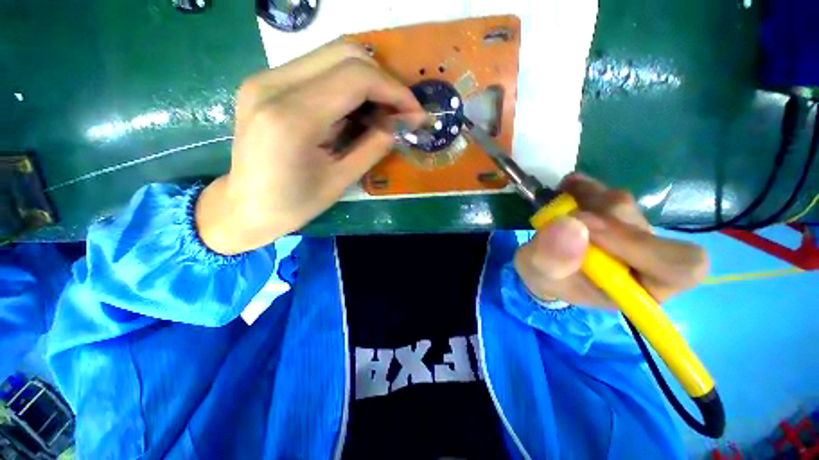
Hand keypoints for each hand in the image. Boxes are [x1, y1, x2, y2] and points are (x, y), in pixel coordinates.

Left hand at [196, 42, 424, 254]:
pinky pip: (317, 69)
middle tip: (399, 111)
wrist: (244, 207)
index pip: (356, 78)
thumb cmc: (293, 204)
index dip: (394, 91)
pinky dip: (346, 85)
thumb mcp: (340, 181)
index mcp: (293, 117)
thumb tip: (399, 125)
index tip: (415, 113)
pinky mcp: (265, 83)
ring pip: (331, 56)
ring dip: (366, 81)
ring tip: (382, 111)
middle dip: (383, 80)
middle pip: (345, 55)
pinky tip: (356, 110)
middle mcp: (273, 85)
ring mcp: (265, 79)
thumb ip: (372, 147)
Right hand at [514, 174, 708, 307]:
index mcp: (641, 287)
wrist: (544, 265)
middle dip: (596, 219)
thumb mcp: (540, 276)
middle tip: (560, 216)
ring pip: (621, 204)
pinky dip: (583, 187)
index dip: (640, 246)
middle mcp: (646, 257)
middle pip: (640, 227)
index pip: (679, 267)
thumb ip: (551, 259)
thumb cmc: (547, 279)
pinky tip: (565, 189)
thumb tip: (569, 225)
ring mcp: (631, 229)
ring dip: (585, 200)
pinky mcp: (613, 210)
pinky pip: (606, 191)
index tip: (588, 232)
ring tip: (557, 207)